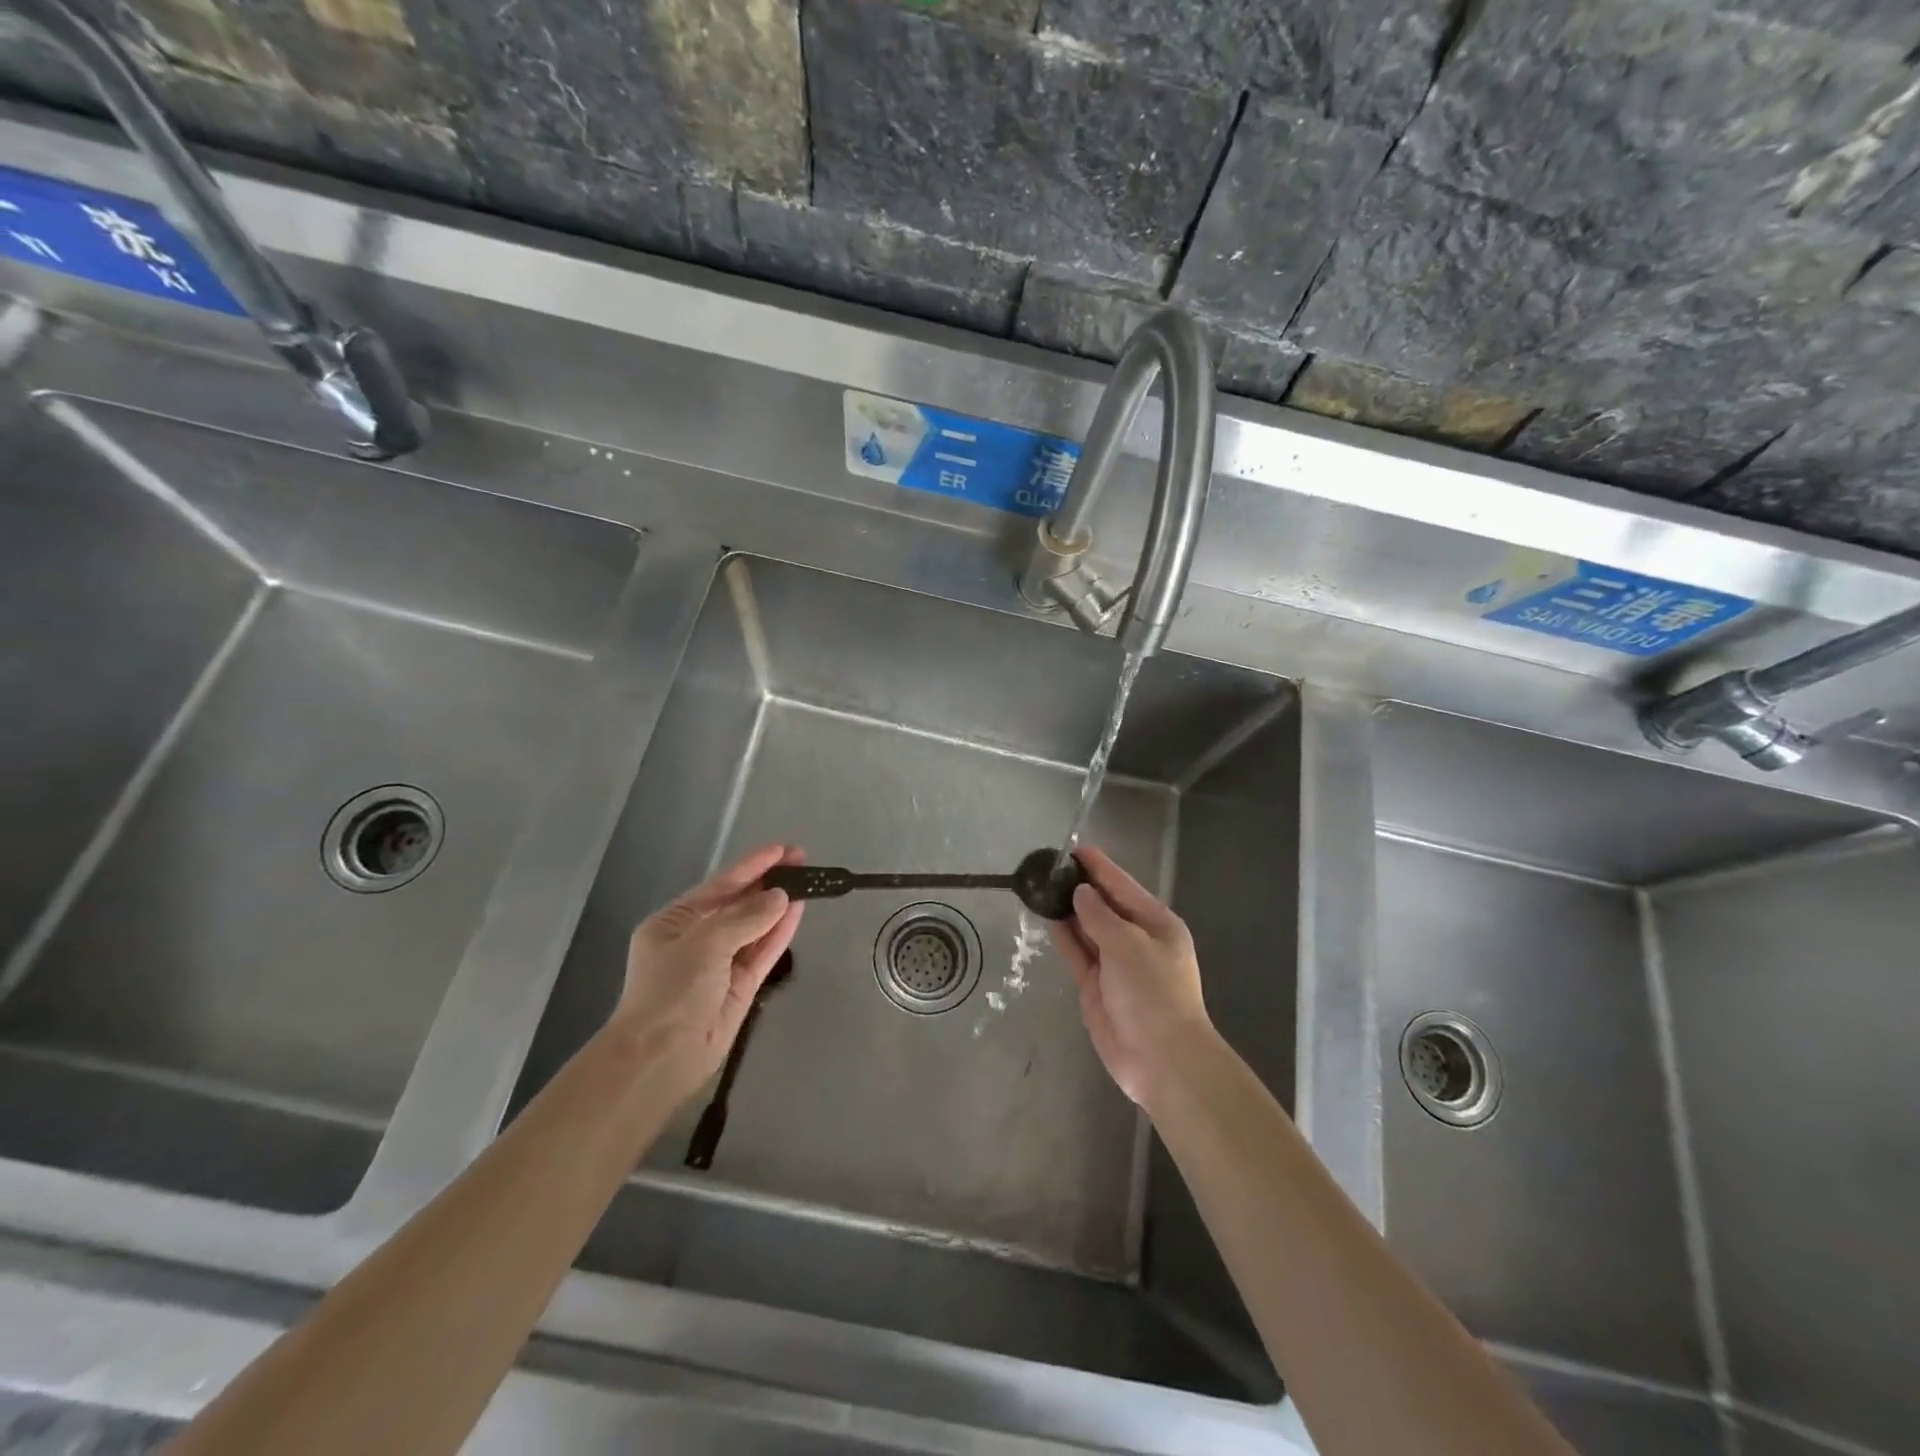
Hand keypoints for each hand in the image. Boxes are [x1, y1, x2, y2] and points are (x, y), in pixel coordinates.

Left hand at [613, 843, 803, 1104]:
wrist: (660, 1058)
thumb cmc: (671, 992)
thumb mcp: (704, 944)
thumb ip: (746, 918)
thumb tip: (781, 896)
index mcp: (675, 922)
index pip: (720, 885)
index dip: (752, 865)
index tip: (782, 849)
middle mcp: (697, 938)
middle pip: (739, 903)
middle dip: (769, 882)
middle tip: (802, 860)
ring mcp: (721, 963)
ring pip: (756, 926)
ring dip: (779, 904)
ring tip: (808, 881)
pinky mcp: (740, 986)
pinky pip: (763, 951)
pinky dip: (781, 932)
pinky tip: (799, 910)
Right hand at [1051, 846, 1214, 1108]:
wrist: (1160, 1059)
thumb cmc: (1153, 994)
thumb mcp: (1129, 946)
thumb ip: (1100, 917)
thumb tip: (1080, 894)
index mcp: (1156, 924)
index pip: (1122, 886)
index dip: (1098, 867)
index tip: (1073, 848)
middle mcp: (1136, 939)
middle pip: (1104, 905)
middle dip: (1080, 886)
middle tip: (1050, 866)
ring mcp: (1115, 963)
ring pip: (1088, 927)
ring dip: (1068, 909)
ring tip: (1043, 886)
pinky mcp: (1096, 985)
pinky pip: (1078, 952)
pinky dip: (1064, 935)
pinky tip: (1047, 917)